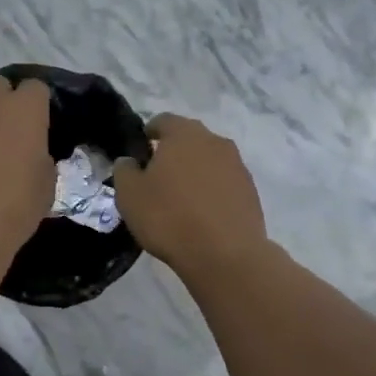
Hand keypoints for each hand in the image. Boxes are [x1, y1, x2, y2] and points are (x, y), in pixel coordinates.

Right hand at [113, 114, 268, 280]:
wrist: (225, 255)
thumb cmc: (169, 218)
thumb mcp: (129, 195)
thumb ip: (125, 170)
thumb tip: (130, 161)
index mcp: (184, 134)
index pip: (163, 120)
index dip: (148, 133)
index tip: (140, 153)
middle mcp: (214, 141)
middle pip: (189, 139)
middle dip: (173, 152)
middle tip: (157, 177)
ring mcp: (237, 165)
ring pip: (209, 160)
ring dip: (195, 172)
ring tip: (180, 199)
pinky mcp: (250, 191)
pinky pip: (224, 182)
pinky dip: (212, 191)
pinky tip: (202, 214)